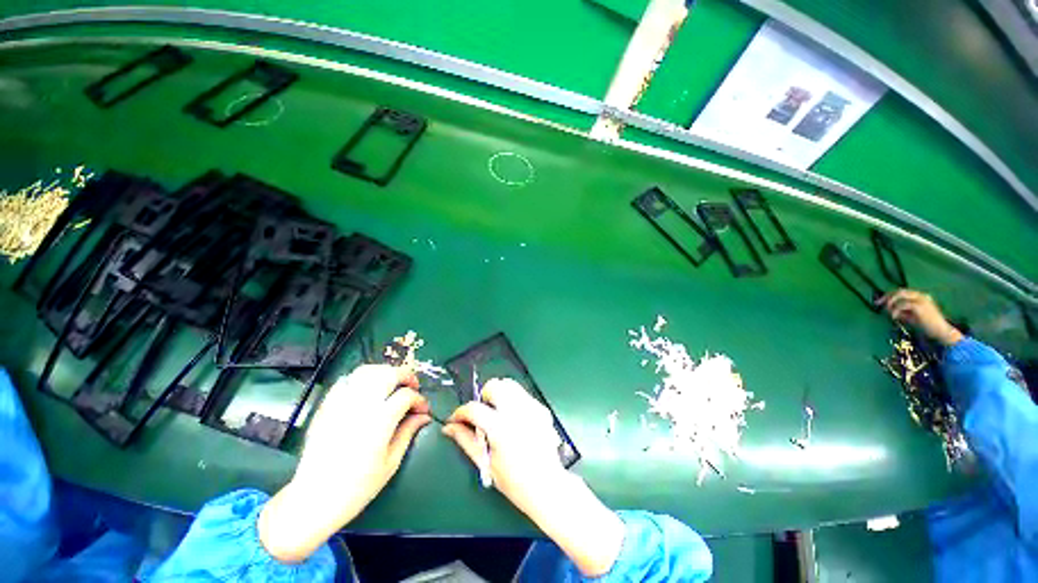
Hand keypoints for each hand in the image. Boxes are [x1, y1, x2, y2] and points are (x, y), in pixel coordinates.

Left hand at [259, 365, 430, 562]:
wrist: (314, 500)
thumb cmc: (357, 487)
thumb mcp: (391, 463)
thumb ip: (408, 432)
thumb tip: (423, 416)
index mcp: (379, 421)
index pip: (406, 396)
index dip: (419, 400)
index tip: (422, 410)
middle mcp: (361, 406)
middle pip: (388, 374)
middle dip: (406, 376)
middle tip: (412, 386)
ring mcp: (341, 404)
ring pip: (366, 371)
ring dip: (384, 372)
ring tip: (392, 383)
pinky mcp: (326, 407)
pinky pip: (345, 381)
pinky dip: (361, 379)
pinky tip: (367, 390)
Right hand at [443, 378, 624, 576]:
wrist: (547, 485)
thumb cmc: (514, 481)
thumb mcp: (485, 463)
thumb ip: (466, 440)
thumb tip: (449, 427)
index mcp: (501, 428)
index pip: (474, 408)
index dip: (460, 412)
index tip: (457, 418)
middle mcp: (517, 412)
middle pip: (495, 385)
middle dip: (484, 396)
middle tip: (483, 414)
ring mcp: (532, 408)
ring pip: (510, 385)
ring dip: (499, 394)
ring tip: (498, 414)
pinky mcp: (541, 409)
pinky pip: (523, 394)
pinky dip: (514, 401)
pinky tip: (514, 419)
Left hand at [880, 289, 963, 346]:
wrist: (941, 332)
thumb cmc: (926, 326)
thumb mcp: (910, 316)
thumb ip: (900, 311)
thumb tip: (887, 308)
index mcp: (920, 296)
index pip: (901, 291)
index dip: (888, 295)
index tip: (878, 302)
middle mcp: (921, 295)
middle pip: (899, 291)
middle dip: (887, 297)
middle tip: (878, 304)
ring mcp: (922, 300)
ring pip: (900, 295)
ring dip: (891, 303)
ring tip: (889, 313)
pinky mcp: (920, 306)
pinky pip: (903, 304)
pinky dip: (895, 310)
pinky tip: (894, 317)